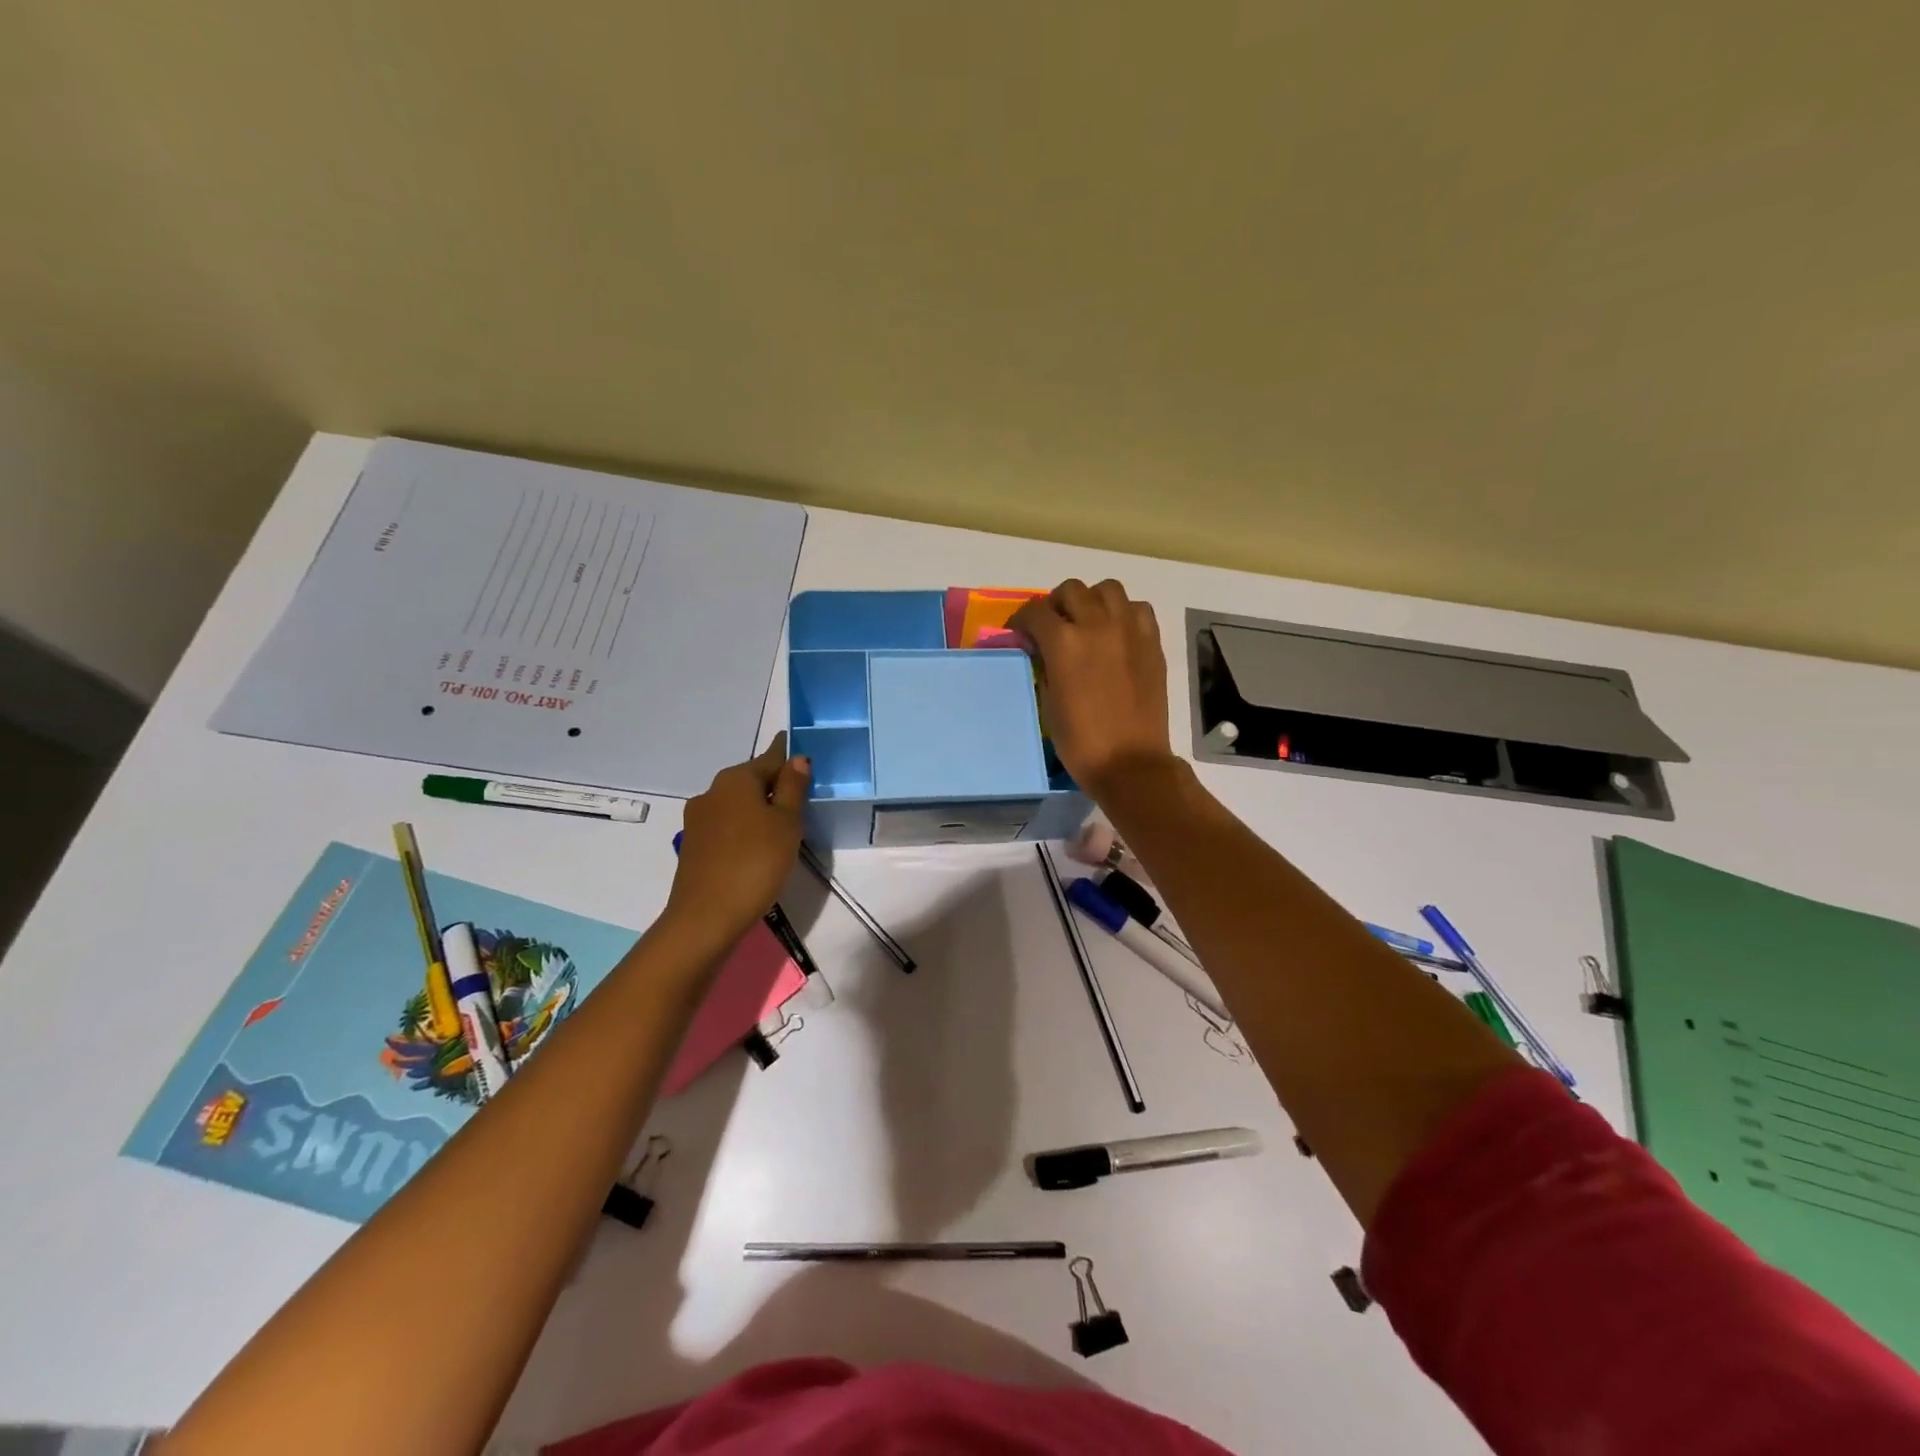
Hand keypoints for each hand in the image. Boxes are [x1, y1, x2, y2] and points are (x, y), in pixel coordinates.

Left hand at [664, 735, 809, 949]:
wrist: (706, 917)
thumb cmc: (755, 862)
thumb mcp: (786, 823)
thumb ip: (793, 788)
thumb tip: (797, 758)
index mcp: (736, 779)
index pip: (770, 758)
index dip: (788, 756)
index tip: (802, 753)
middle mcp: (712, 791)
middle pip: (751, 780)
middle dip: (774, 783)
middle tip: (802, 793)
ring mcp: (698, 820)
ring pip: (737, 803)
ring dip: (758, 807)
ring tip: (784, 822)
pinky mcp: (694, 845)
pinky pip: (727, 825)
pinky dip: (745, 827)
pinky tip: (759, 844)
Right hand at [1011, 579, 1174, 797]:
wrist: (1130, 762)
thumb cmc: (1081, 741)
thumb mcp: (1048, 703)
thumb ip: (1044, 667)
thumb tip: (1043, 651)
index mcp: (1064, 643)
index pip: (1035, 612)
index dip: (1022, 620)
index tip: (1020, 633)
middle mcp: (1097, 625)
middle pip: (1071, 590)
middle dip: (1056, 605)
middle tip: (1053, 627)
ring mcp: (1129, 630)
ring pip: (1108, 589)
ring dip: (1092, 600)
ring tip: (1088, 623)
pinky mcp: (1152, 641)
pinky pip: (1137, 608)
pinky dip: (1123, 613)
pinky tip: (1117, 634)